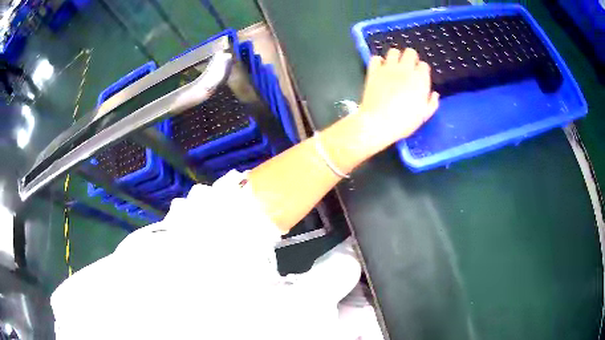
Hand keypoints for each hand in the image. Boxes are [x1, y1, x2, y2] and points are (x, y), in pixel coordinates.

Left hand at [359, 48, 438, 143]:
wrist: (379, 123)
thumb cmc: (404, 122)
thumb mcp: (424, 116)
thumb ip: (431, 103)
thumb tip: (434, 94)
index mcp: (420, 79)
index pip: (424, 65)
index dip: (422, 71)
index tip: (420, 78)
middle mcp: (405, 69)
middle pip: (410, 53)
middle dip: (411, 58)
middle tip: (408, 68)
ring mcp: (388, 68)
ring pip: (393, 51)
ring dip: (395, 57)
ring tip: (394, 66)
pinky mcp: (373, 71)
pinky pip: (375, 58)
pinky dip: (378, 61)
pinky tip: (380, 69)